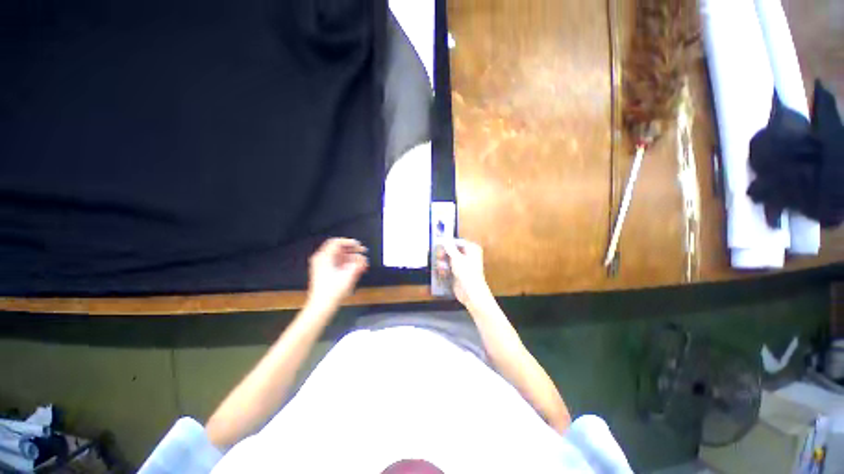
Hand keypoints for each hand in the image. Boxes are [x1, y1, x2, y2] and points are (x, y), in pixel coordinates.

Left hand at [307, 238, 368, 309]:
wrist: (321, 306)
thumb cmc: (332, 291)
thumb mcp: (348, 275)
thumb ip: (357, 264)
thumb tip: (363, 258)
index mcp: (324, 257)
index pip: (336, 242)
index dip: (349, 242)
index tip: (359, 245)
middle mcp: (322, 260)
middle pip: (338, 249)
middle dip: (352, 250)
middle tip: (363, 252)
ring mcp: (323, 266)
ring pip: (339, 257)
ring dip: (352, 258)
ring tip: (362, 263)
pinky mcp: (325, 273)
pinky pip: (338, 263)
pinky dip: (347, 264)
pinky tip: (356, 268)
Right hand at [440, 239, 491, 306]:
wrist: (471, 292)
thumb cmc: (466, 272)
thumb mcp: (456, 257)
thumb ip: (449, 248)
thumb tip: (445, 239)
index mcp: (472, 249)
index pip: (458, 242)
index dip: (448, 244)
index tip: (439, 245)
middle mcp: (469, 256)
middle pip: (453, 251)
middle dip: (444, 254)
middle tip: (439, 256)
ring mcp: (464, 265)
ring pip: (450, 260)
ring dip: (443, 263)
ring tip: (441, 267)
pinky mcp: (459, 274)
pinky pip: (450, 268)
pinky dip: (445, 270)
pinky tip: (442, 273)